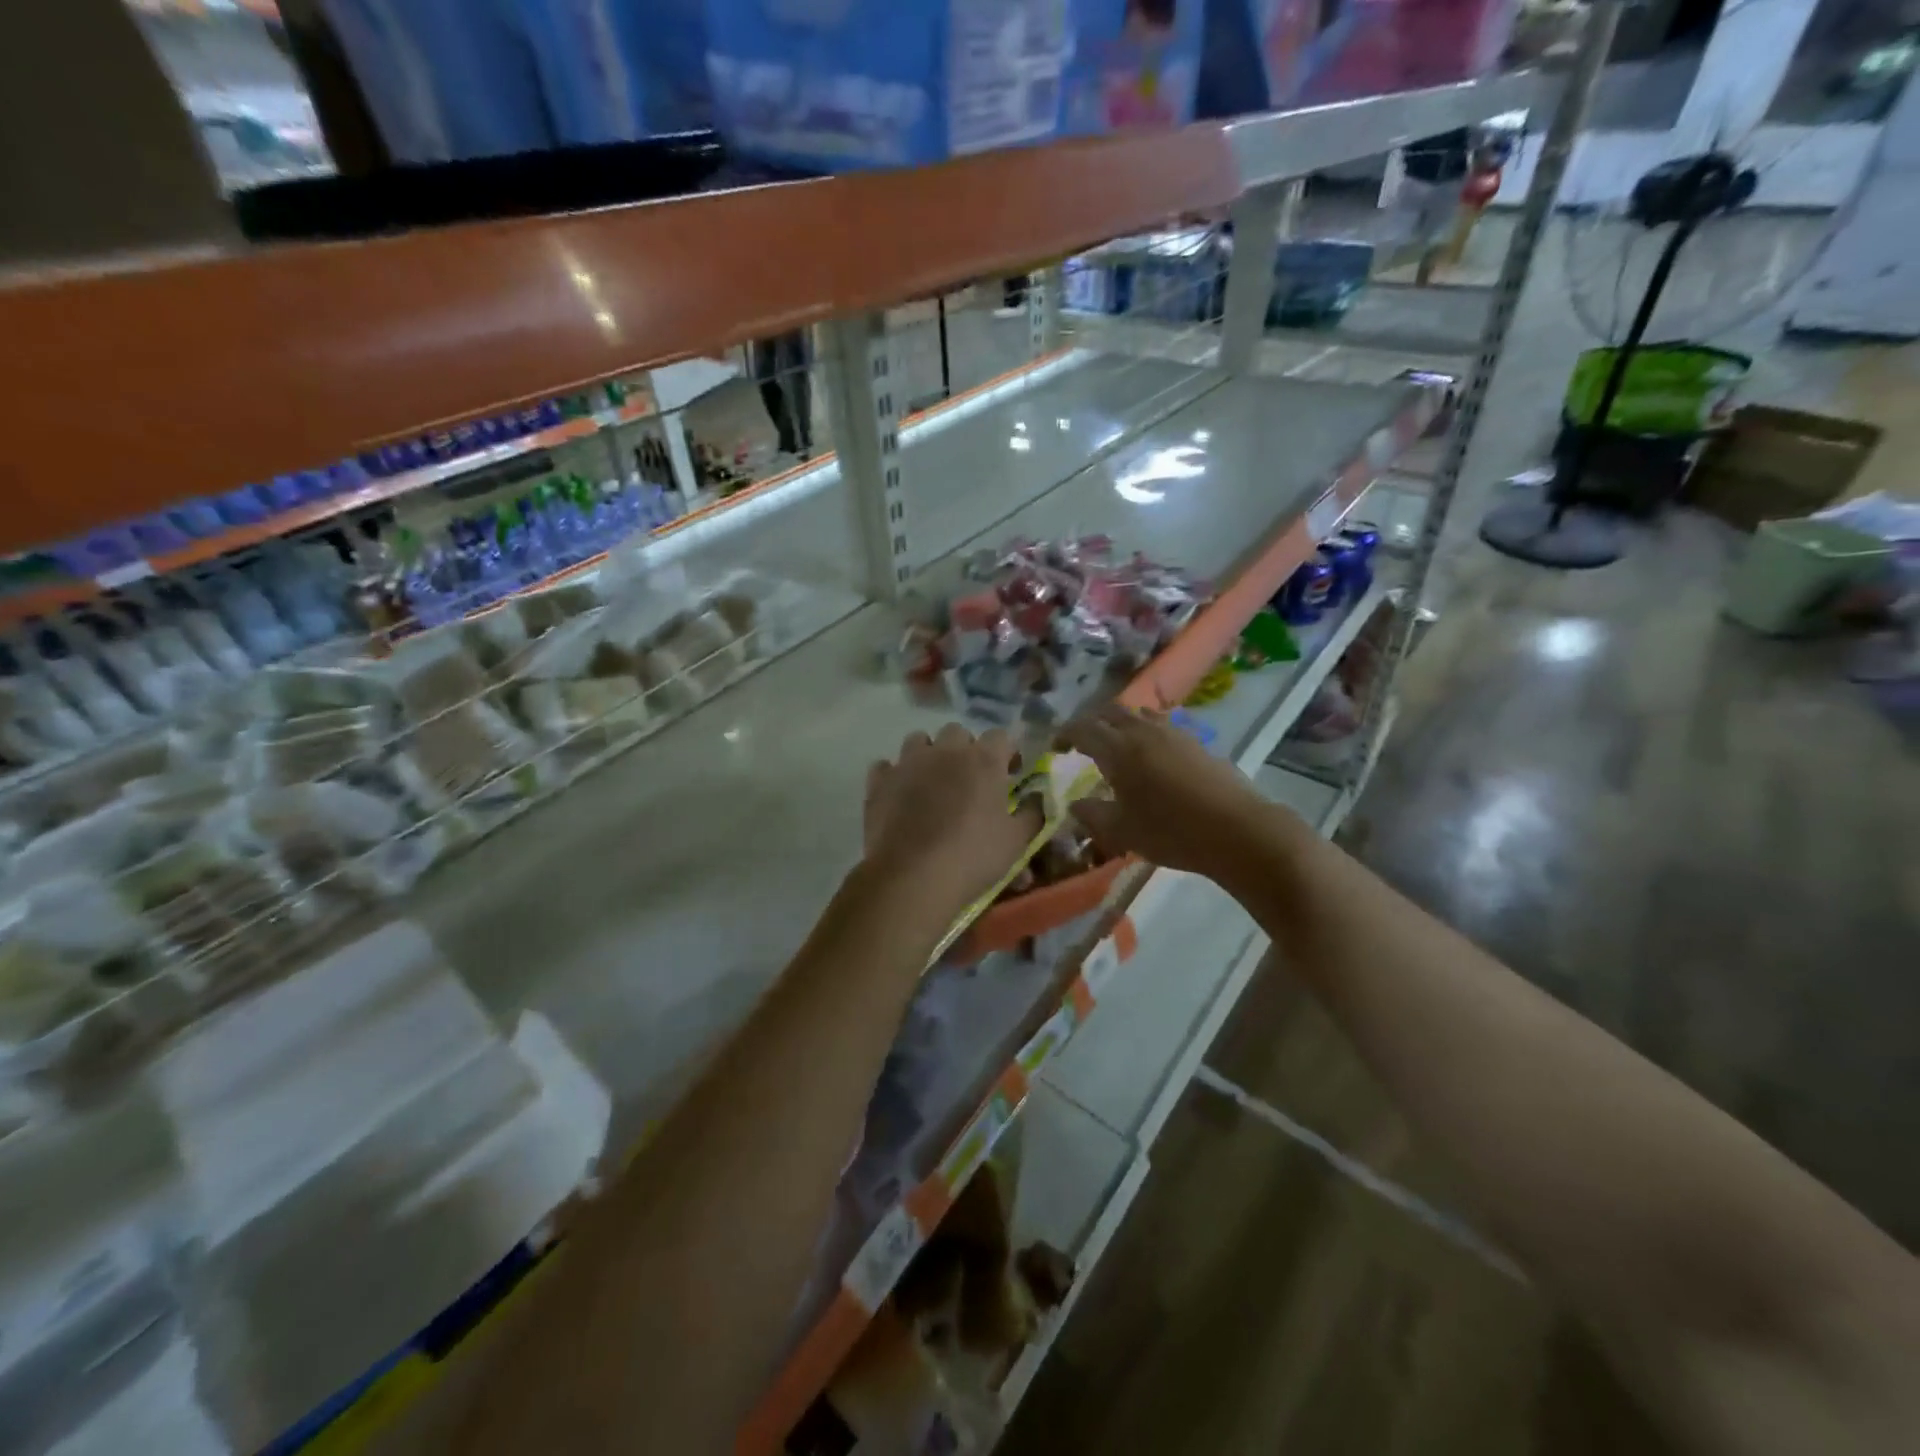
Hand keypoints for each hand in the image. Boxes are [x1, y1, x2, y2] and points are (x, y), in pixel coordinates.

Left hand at [863, 725, 1039, 919]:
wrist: (911, 877)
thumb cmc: (973, 857)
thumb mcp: (1017, 842)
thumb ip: (1032, 814)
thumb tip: (1039, 800)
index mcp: (983, 760)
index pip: (1001, 736)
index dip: (1007, 753)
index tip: (1009, 774)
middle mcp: (945, 751)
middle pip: (957, 732)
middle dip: (965, 750)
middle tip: (969, 780)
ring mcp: (908, 763)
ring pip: (918, 741)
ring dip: (927, 755)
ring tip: (932, 783)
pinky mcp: (879, 782)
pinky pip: (886, 767)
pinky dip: (894, 776)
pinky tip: (899, 795)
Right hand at [1056, 706, 1273, 880]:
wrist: (1238, 830)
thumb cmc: (1172, 832)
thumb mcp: (1122, 832)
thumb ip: (1092, 815)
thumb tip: (1075, 804)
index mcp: (1119, 750)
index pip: (1083, 729)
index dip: (1065, 734)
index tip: (1056, 747)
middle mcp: (1143, 732)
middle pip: (1111, 711)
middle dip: (1092, 722)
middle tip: (1083, 742)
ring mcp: (1173, 733)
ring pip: (1138, 714)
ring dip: (1120, 723)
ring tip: (1116, 744)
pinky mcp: (1196, 742)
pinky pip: (1160, 725)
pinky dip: (1145, 731)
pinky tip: (1151, 755)